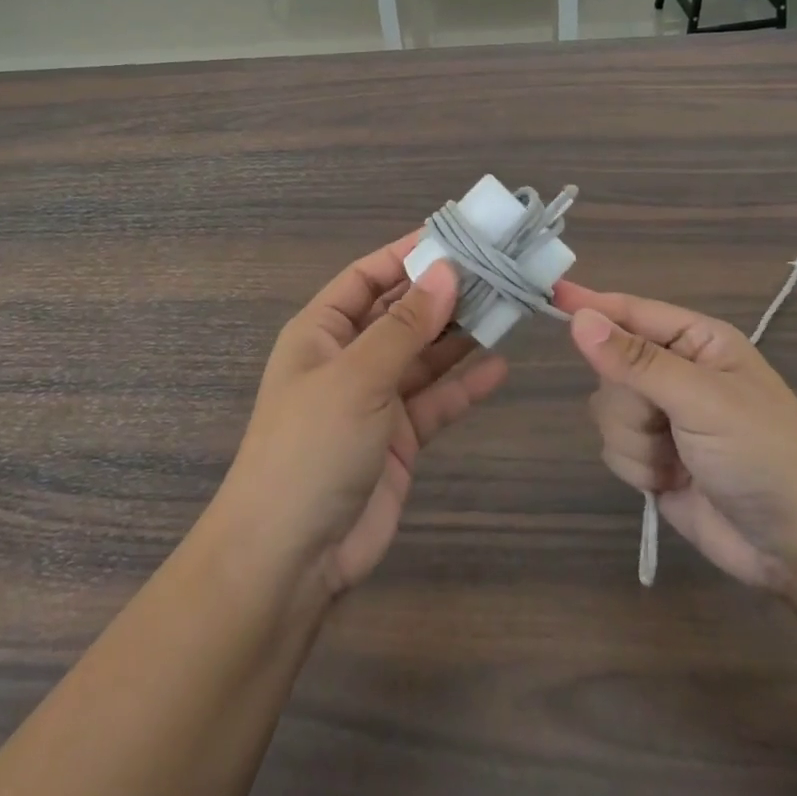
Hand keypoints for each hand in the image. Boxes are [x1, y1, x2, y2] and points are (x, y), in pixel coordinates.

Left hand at [216, 236, 508, 598]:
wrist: (291, 558)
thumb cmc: (311, 447)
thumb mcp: (356, 376)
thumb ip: (405, 326)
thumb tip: (446, 271)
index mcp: (322, 331)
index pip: (367, 277)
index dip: (407, 254)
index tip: (456, 237)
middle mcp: (348, 358)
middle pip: (401, 313)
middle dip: (442, 293)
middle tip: (497, 271)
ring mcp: (374, 399)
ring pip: (423, 355)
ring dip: (459, 334)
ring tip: (506, 308)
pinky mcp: (398, 439)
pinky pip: (436, 400)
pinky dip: (464, 384)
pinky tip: (499, 367)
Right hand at [553, 282, 796, 601]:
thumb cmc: (766, 456)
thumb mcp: (703, 400)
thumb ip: (635, 360)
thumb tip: (579, 319)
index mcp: (696, 341)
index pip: (630, 311)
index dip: (590, 305)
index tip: (549, 295)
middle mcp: (675, 372)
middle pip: (608, 365)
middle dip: (628, 400)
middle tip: (664, 421)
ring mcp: (662, 417)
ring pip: (604, 409)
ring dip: (634, 440)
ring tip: (678, 460)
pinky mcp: (653, 458)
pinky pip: (612, 446)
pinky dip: (637, 466)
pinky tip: (671, 481)